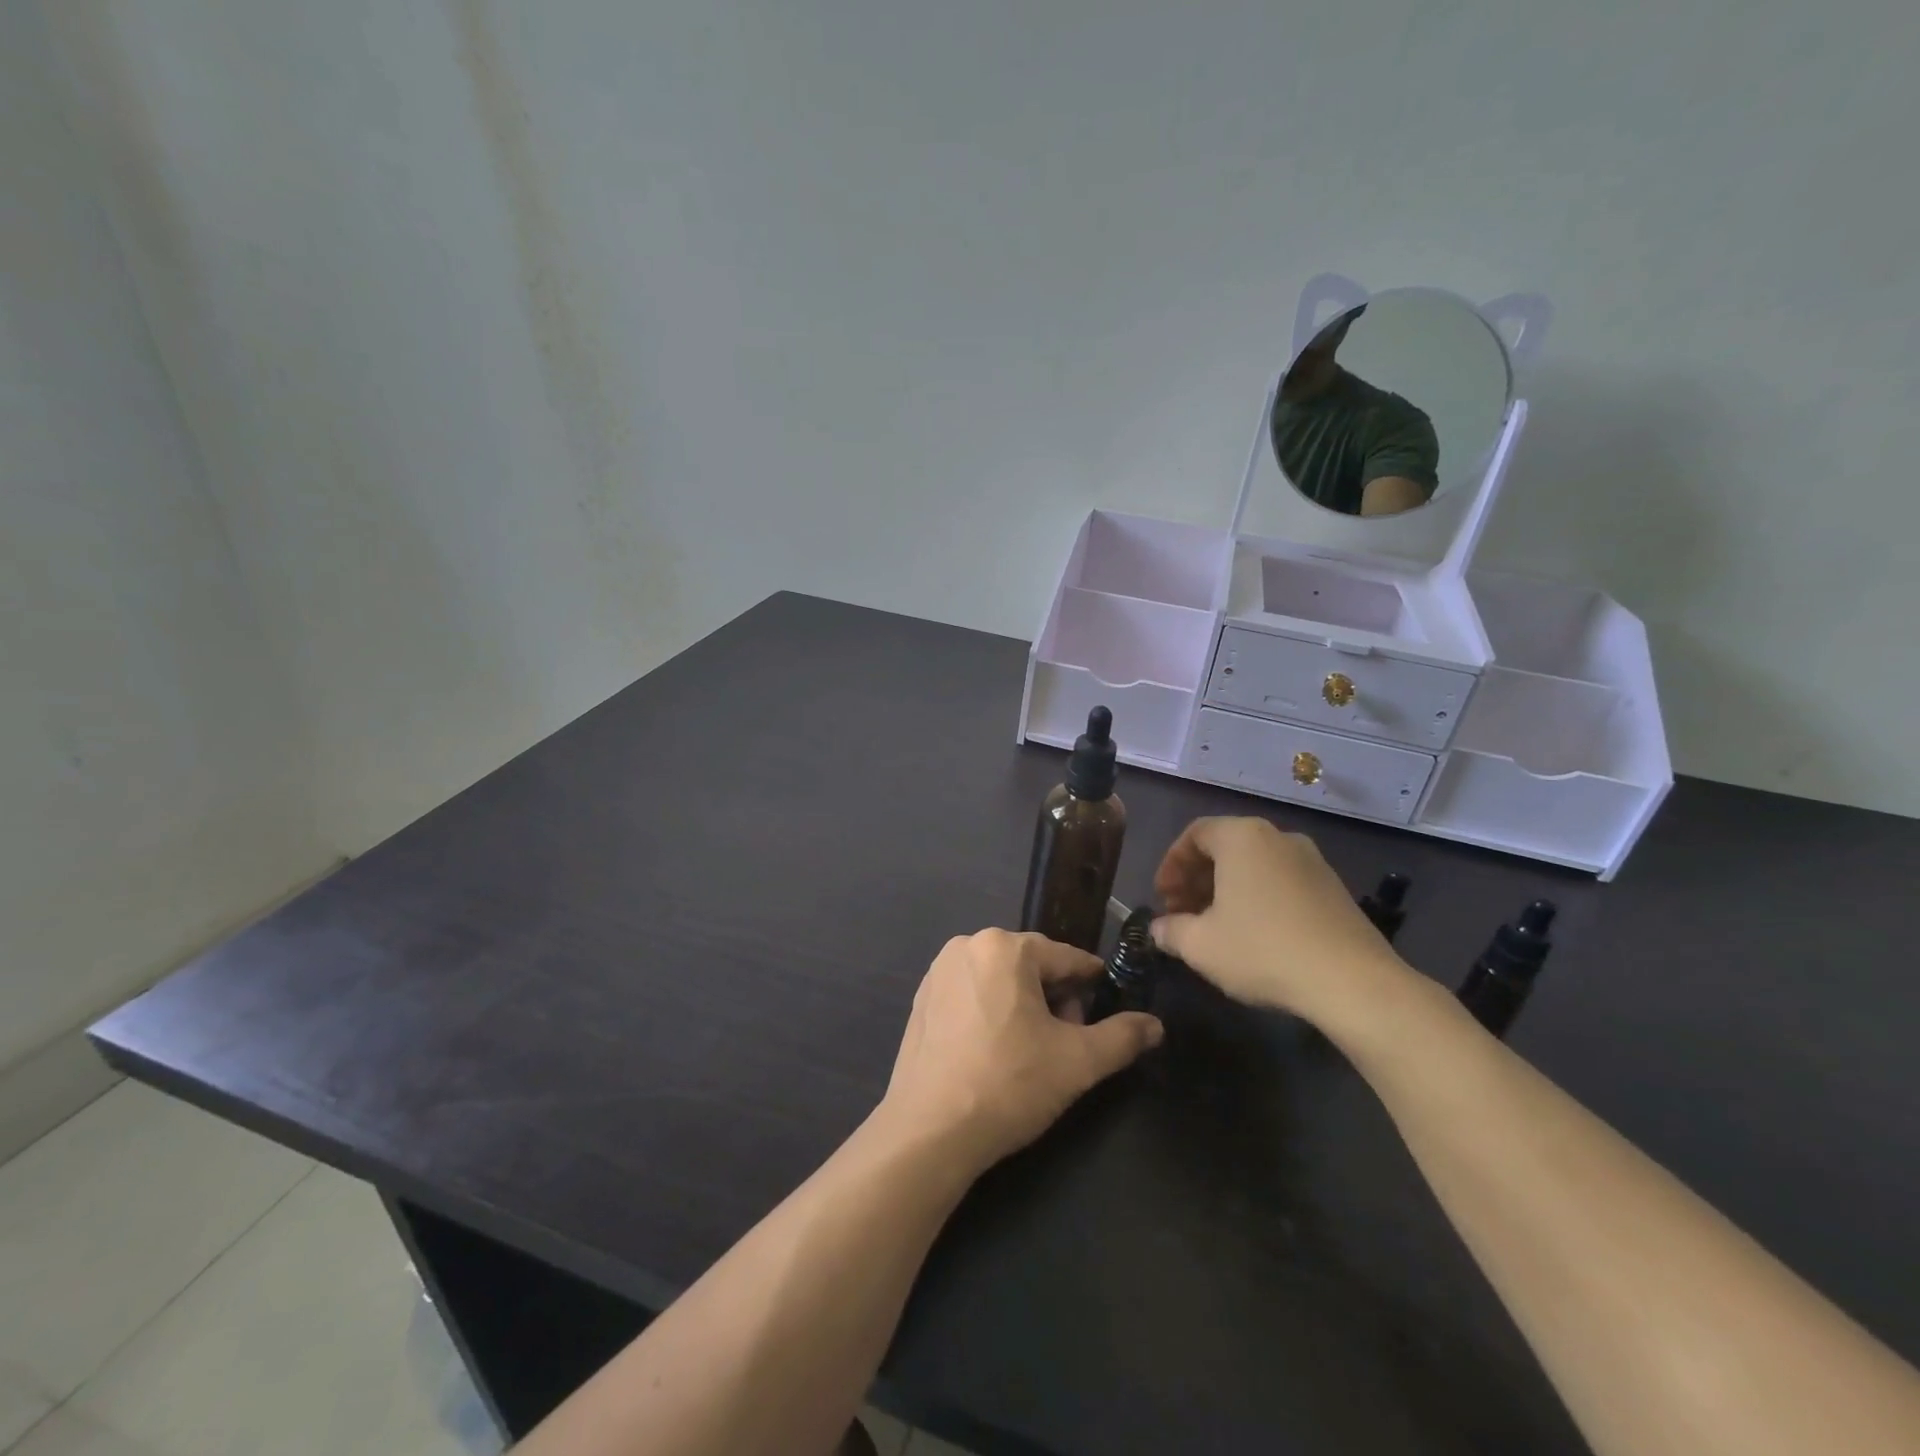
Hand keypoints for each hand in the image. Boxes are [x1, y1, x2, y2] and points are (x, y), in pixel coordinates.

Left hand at [881, 930, 1161, 1174]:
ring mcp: (938, 972)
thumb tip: (1156, 1025)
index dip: (1092, 984)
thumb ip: (1122, 1037)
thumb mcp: (1078, 1062)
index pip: (1066, 958)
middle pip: (1031, 966)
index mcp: (1004, 946)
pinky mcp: (921, 1001)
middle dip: (1056, 998)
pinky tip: (996, 1054)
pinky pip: (971, 995)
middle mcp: (967, 946)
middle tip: (1068, 1040)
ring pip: (1000, 980)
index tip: (1107, 1007)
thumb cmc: (1009, 1084)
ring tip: (1034, 1052)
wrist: (930, 1131)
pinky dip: (991, 1014)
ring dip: (1024, 1006)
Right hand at [1151, 817, 1405, 1023]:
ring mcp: (1311, 860)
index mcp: (1242, 837)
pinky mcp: (1334, 888)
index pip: (1194, 834)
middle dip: (1197, 879)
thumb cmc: (1263, 950)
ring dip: (1226, 890)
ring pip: (1254, 865)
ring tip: (1214, 928)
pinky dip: (1257, 897)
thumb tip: (1159, 928)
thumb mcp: (1200, 946)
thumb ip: (1171, 930)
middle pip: (1225, 847)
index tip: (1162, 898)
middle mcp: (1278, 837)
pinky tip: (1254, 935)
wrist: (1353, 982)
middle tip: (1182, 914)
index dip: (1171, 865)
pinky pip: (1281, 881)